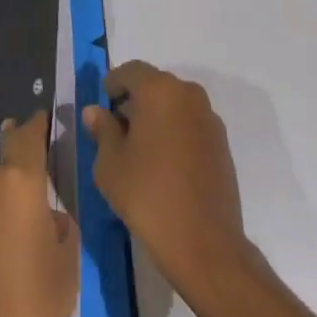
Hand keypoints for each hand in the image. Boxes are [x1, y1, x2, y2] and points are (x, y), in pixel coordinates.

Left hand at [0, 114, 78, 316]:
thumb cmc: (34, 307)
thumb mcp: (67, 265)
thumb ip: (61, 226)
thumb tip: (48, 216)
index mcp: (20, 181)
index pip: (28, 135)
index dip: (37, 125)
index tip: (45, 118)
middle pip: (7, 165)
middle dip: (22, 173)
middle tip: (40, 194)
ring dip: (5, 206)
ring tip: (22, 240)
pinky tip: (0, 262)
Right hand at [83, 62, 252, 294]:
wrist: (206, 245)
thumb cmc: (149, 197)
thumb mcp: (110, 165)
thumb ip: (102, 131)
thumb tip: (95, 111)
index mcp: (158, 89)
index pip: (130, 71)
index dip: (112, 85)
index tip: (102, 107)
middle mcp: (187, 93)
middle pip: (154, 86)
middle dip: (134, 102)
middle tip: (117, 131)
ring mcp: (209, 117)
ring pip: (174, 105)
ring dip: (157, 117)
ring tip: (142, 151)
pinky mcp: (222, 143)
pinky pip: (191, 125)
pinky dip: (176, 133)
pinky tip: (166, 165)